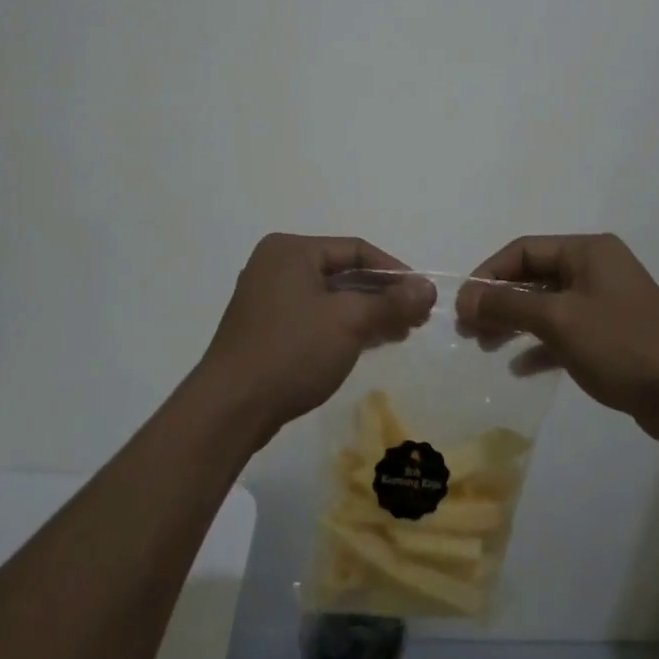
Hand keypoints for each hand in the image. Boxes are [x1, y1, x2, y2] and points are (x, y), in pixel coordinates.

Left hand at [195, 234, 435, 442]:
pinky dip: (344, 327)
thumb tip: (428, 288)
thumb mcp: (349, 322)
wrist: (230, 409)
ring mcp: (268, 299)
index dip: (395, 271)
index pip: (356, 249)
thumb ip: (391, 302)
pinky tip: (370, 343)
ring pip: (330, 298)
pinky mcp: (266, 330)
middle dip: (383, 295)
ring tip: (401, 333)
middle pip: (343, 273)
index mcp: (291, 250)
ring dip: (367, 313)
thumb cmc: (292, 351)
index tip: (423, 296)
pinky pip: (315, 317)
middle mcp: (277, 266)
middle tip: (417, 318)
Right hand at [455, 234, 658, 437]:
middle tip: (469, 330)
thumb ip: (509, 304)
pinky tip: (520, 367)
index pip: (524, 250)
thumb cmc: (620, 344)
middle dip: (499, 301)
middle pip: (534, 277)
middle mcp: (597, 268)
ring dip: (515, 323)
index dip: (489, 274)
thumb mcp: (558, 319)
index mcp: (588, 250)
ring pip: (546, 305)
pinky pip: (565, 330)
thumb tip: (466, 295)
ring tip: (486, 347)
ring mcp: (605, 302)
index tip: (462, 306)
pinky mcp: (611, 334)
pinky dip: (540, 344)